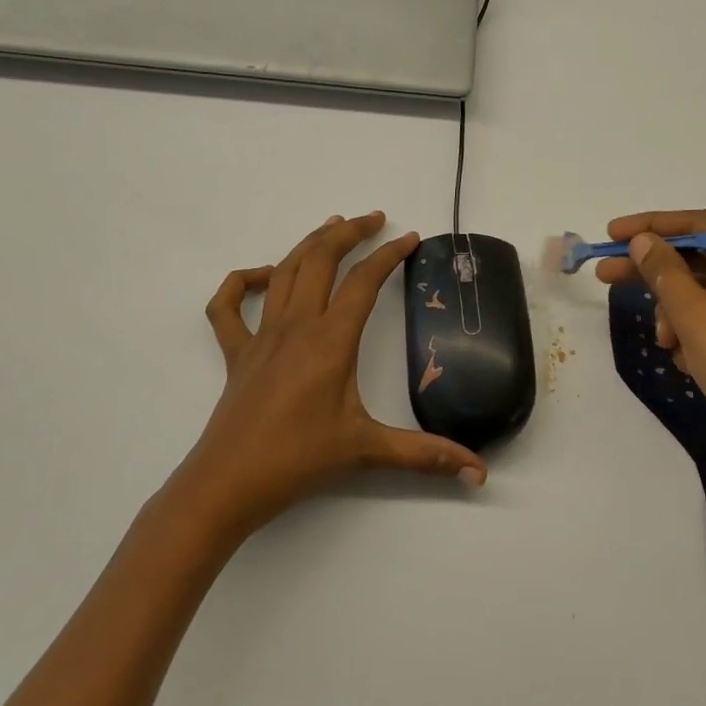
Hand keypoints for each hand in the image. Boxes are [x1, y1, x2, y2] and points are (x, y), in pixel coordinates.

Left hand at [170, 212, 487, 540]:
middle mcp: (295, 327)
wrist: (227, 485)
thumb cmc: (298, 461)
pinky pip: (228, 306)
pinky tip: (261, 275)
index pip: (364, 281)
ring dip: (308, 244)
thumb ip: (426, 455)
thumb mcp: (367, 451)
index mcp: (330, 341)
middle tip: (374, 219)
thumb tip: (478, 472)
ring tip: (332, 227)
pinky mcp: (236, 354)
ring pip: (283, 271)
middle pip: (319, 259)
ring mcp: (260, 337)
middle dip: (349, 232)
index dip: (389, 254)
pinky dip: (242, 280)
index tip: (411, 239)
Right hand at [596, 210, 705, 484]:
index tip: (612, 233)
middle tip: (605, 275)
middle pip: (698, 260)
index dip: (652, 226)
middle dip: (653, 272)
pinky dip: (692, 334)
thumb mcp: (694, 315)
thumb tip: (643, 240)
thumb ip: (664, 271)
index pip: (699, 226)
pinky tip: (685, 360)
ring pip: (702, 295)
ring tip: (665, 341)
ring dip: (674, 313)